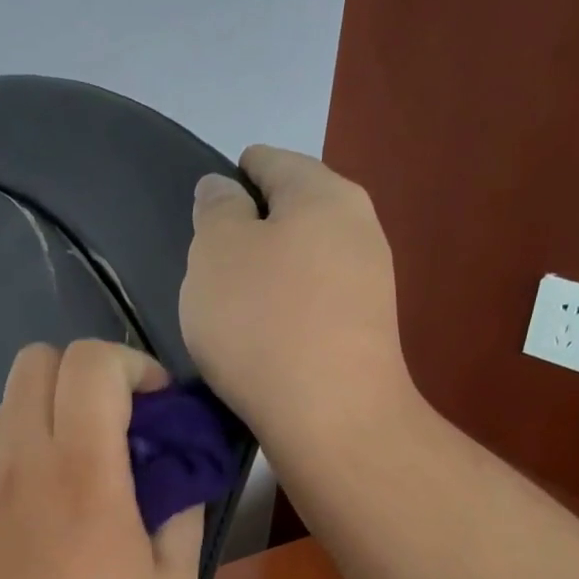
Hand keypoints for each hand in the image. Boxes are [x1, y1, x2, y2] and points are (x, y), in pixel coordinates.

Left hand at [0, 340, 204, 578]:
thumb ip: (181, 514)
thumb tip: (176, 478)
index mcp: (82, 471)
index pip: (90, 362)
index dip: (129, 363)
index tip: (152, 403)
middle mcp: (19, 460)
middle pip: (34, 361)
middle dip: (81, 375)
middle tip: (111, 426)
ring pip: (6, 408)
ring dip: (47, 418)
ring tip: (71, 476)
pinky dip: (17, 462)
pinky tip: (32, 522)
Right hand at [181, 146, 414, 450]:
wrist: (332, 417)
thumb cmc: (262, 322)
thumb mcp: (216, 253)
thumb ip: (216, 211)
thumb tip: (224, 189)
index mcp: (323, 192)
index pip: (271, 161)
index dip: (234, 176)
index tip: (206, 207)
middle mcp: (359, 226)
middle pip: (295, 210)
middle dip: (253, 227)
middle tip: (211, 262)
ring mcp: (371, 281)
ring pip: (307, 257)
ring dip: (271, 270)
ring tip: (232, 304)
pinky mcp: (367, 330)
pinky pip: (316, 300)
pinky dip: (288, 307)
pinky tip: (265, 335)